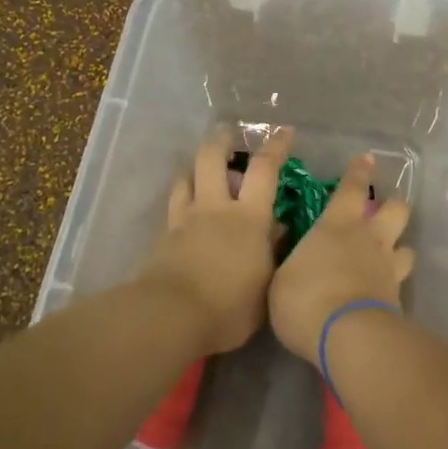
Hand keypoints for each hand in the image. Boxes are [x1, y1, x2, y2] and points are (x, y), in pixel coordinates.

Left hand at [143, 127, 292, 354]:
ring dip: (194, 168)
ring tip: (200, 167)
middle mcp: (215, 208)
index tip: (284, 131)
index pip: (264, 170)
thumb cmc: (229, 307)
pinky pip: (172, 206)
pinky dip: (180, 198)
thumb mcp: (266, 286)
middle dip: (221, 141)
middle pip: (213, 159)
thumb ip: (272, 254)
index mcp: (248, 217)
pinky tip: (184, 206)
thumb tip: (278, 230)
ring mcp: (185, 220)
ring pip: (186, 178)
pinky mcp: (163, 237)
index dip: (276, 147)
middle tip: (228, 133)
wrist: (171, 317)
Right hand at [269, 152, 415, 364]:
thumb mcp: (281, 278)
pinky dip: (397, 281)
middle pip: (395, 210)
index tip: (368, 158)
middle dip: (394, 204)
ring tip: (394, 252)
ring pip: (407, 246)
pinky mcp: (398, 298)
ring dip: (401, 246)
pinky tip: (388, 289)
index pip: (352, 189)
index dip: (359, 172)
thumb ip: (293, 264)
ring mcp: (388, 268)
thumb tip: (297, 259)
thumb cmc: (305, 299)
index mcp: (337, 225)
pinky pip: (402, 281)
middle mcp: (369, 239)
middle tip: (388, 206)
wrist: (348, 336)